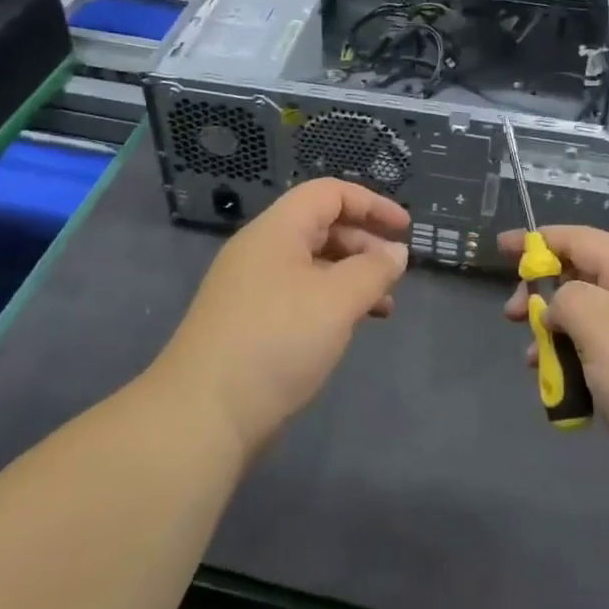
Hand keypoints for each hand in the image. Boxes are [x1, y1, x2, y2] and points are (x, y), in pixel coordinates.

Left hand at [162, 179, 409, 457]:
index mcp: (276, 230)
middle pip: (320, 226)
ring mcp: (252, 289)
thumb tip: (396, 252)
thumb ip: (373, 271)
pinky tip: (350, 327)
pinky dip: (331, 302)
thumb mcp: (336, 301)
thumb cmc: (276, 342)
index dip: (371, 203)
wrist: (203, 415)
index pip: (328, 194)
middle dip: (364, 243)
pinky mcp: (251, 324)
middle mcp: (261, 251)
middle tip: (395, 273)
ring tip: (384, 305)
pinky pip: (300, 295)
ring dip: (352, 276)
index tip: (405, 228)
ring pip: (313, 265)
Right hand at [501, 226, 608, 529]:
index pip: (585, 241)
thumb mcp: (603, 326)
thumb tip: (558, 306)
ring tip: (530, 361)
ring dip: (552, 337)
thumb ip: (569, 299)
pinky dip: (571, 370)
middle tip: (511, 315)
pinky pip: (597, 365)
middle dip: (542, 293)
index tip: (503, 247)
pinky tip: (559, 394)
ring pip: (586, 327)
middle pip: (583, 282)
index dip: (543, 238)